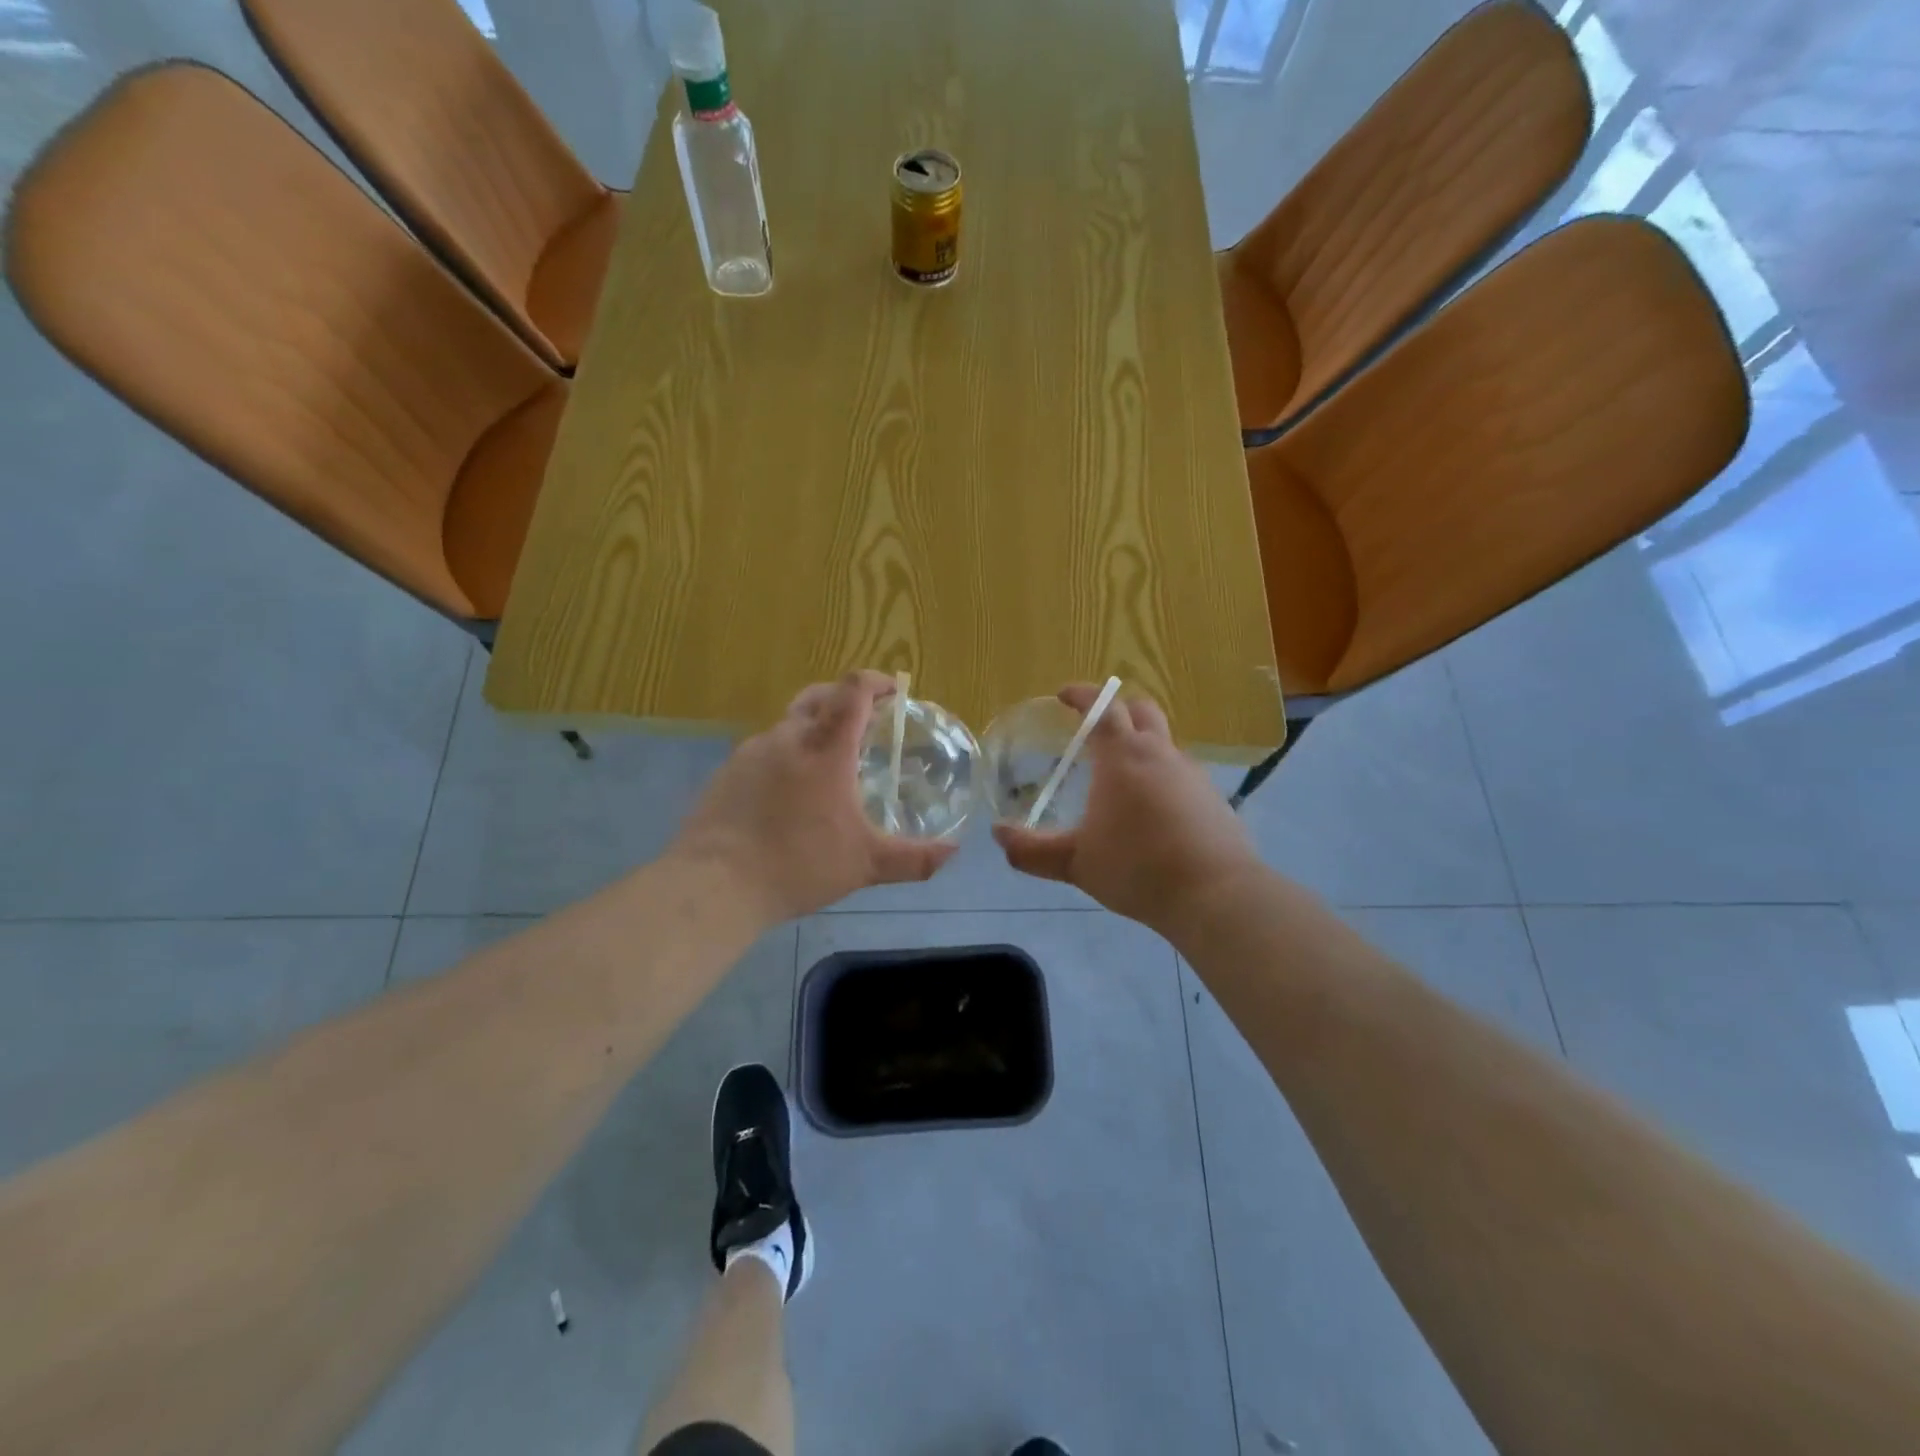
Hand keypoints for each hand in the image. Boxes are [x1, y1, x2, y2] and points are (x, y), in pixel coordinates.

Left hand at [676, 672, 956, 924]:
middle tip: (865, 722)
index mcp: (825, 748)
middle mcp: (787, 738)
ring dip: (814, 729)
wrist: (715, 884)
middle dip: (846, 699)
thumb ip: (914, 859)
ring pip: (789, 724)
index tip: (894, 692)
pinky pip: (764, 750)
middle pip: (819, 696)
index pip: (853, 691)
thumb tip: (953, 854)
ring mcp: (751, 752)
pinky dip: (786, 756)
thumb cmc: (798, 865)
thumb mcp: (865, 865)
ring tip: (829, 764)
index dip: (876, 681)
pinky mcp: (727, 772)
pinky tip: (789, 793)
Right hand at [991, 685, 1263, 941]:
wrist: (1214, 894)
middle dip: (1117, 709)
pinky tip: (1153, 810)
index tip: (1064, 695)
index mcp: (1124, 756)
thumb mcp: (1075, 863)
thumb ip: (1032, 850)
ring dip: (1141, 745)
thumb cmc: (1138, 868)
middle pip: (1142, 710)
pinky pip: (1181, 772)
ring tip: (1120, 777)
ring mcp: (1193, 773)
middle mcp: (1160, 754)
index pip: (1102, 707)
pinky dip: (1162, 776)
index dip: (1082, 695)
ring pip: (1164, 742)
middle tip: (1095, 729)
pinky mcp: (1213, 797)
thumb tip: (998, 835)